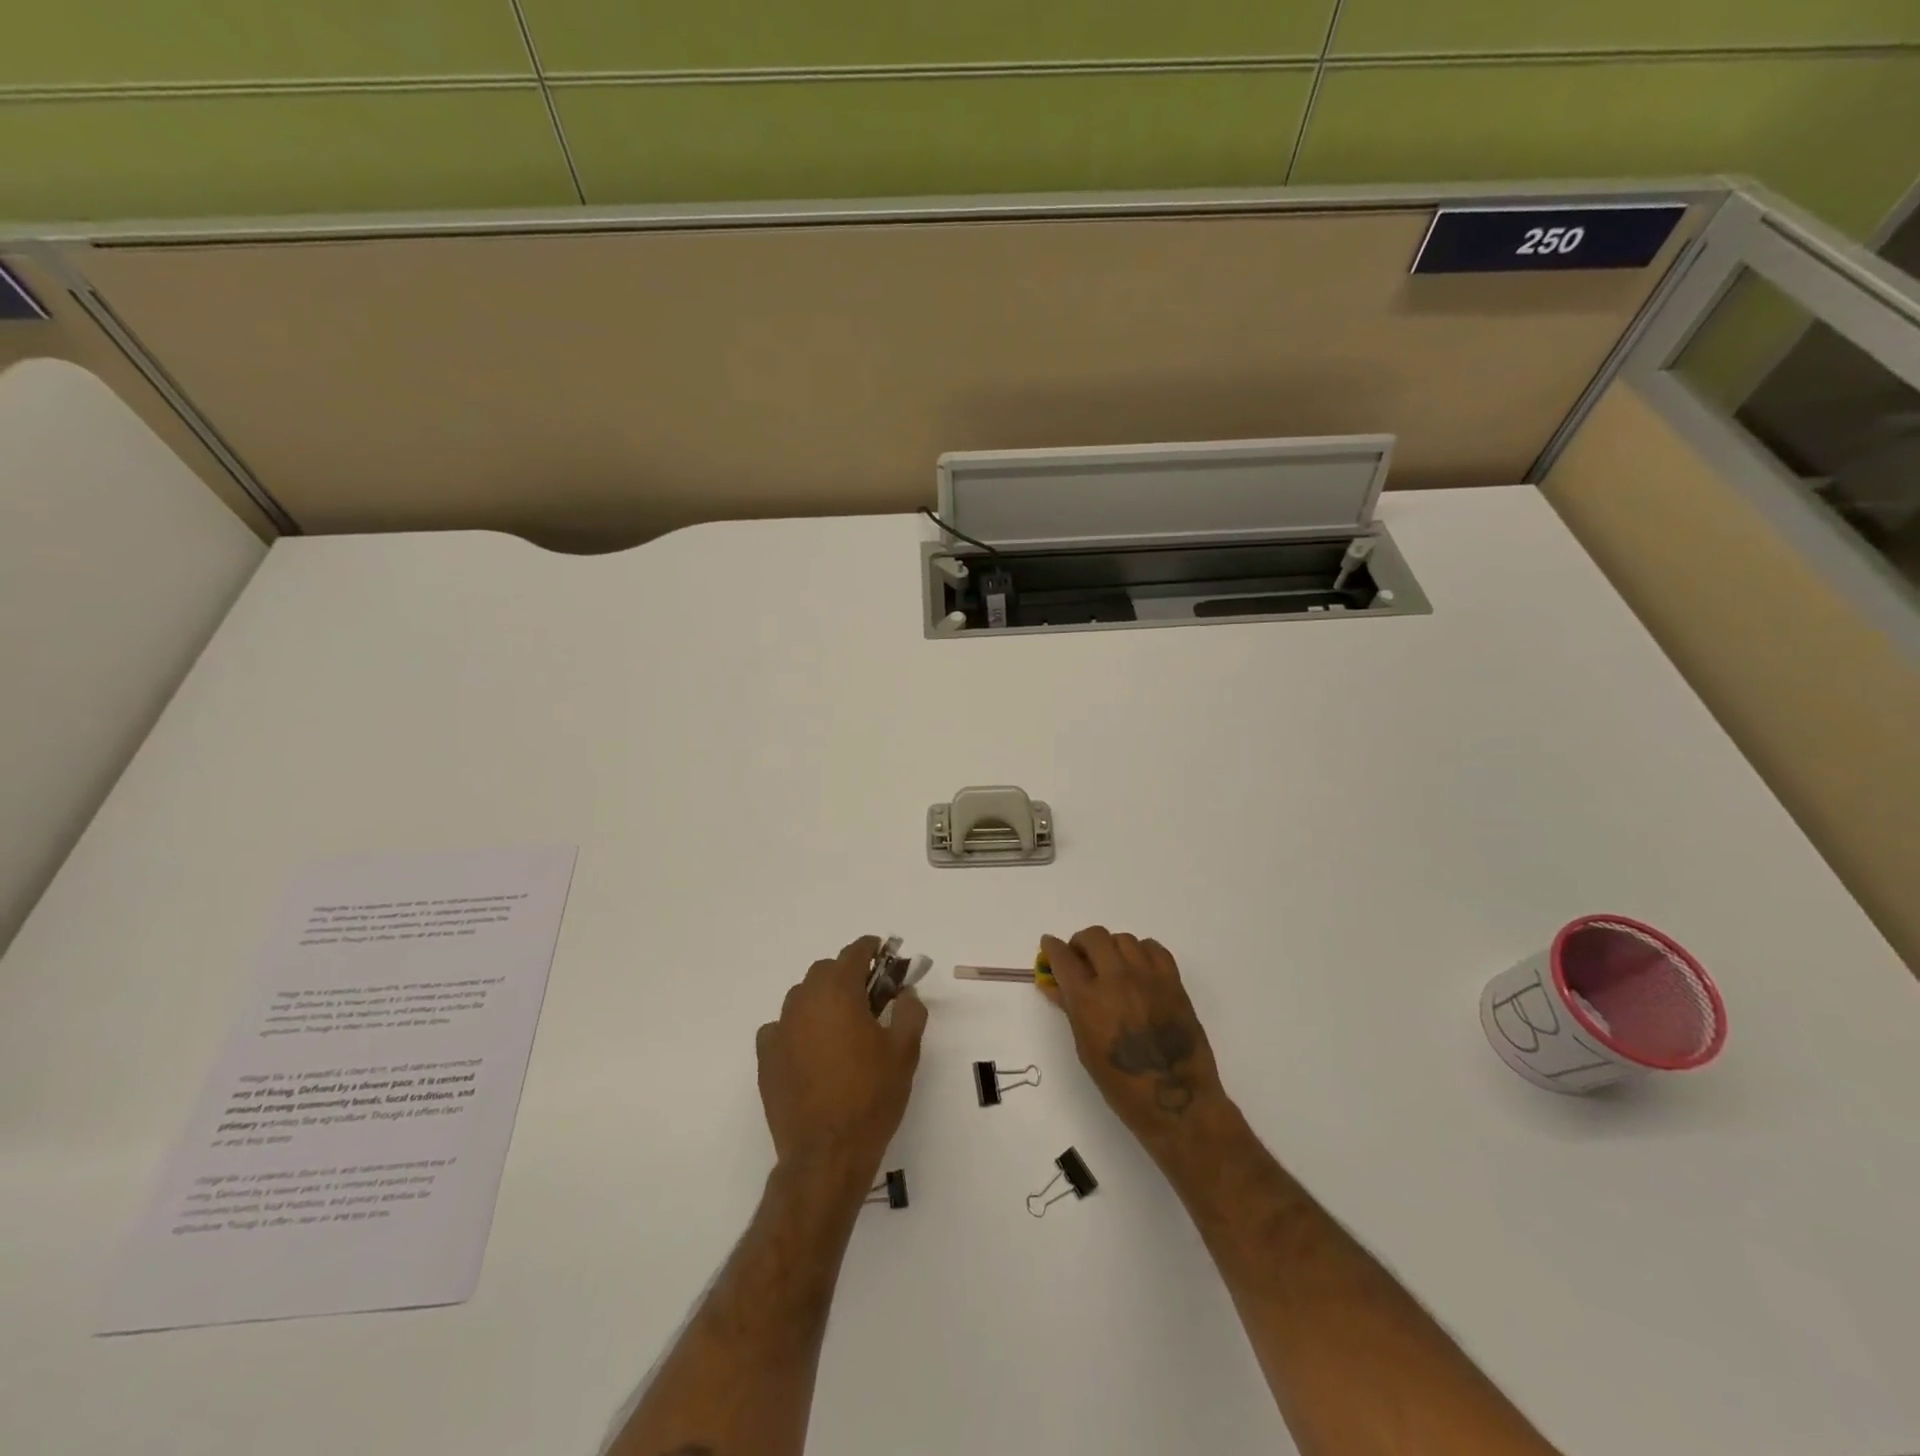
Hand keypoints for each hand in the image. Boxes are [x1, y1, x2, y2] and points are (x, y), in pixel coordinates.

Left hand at [757, 936, 928, 1183]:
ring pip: (802, 997)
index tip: (884, 954)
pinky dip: (798, 1028)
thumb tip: (905, 993)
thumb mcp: (905, 1051)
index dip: (871, 949)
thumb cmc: (871, 1096)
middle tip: (869, 997)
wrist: (826, 1153)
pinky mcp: (766, 1057)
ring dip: (822, 999)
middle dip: (847, 975)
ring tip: (842, 1026)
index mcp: (838, 992)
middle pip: (825, 971)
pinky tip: (811, 1049)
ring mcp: (780, 1029)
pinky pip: (782, 1027)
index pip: (854, 952)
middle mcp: (804, 1001)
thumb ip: (909, 1011)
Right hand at [1040, 927, 1226, 1156]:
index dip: (1051, 948)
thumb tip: (1054, 985)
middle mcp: (1116, 979)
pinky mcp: (1173, 981)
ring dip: (1111, 947)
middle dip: (1081, 943)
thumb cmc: (1122, 1085)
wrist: (1176, 1101)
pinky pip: (1154, 948)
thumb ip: (1071, 1009)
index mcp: (1088, 999)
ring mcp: (1148, 977)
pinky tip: (1138, 969)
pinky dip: (1141, 952)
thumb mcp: (1085, 1048)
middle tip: (1080, 958)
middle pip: (1094, 937)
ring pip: (1124, 939)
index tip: (1049, 946)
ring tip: (1111, 965)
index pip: (1062, 957)